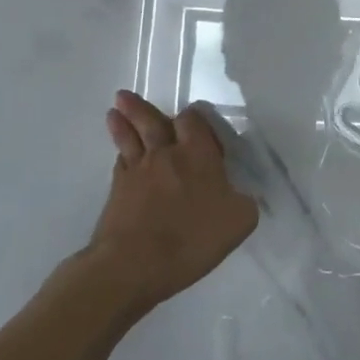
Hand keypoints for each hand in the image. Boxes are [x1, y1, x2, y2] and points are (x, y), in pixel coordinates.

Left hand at [91, 91, 259, 309]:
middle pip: (152, 122)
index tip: (195, 119)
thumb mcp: (239, 221)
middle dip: (141, 108)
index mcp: (198, 154)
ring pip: (130, 138)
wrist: (133, 264)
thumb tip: (242, 195)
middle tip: (125, 96)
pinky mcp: (117, 191)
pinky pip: (120, 163)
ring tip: (114, 110)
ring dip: (123, 122)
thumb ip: (244, 201)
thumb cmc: (191, 238)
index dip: (194, 117)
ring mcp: (138, 170)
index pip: (194, 121)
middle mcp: (166, 154)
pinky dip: (120, 154)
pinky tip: (120, 154)